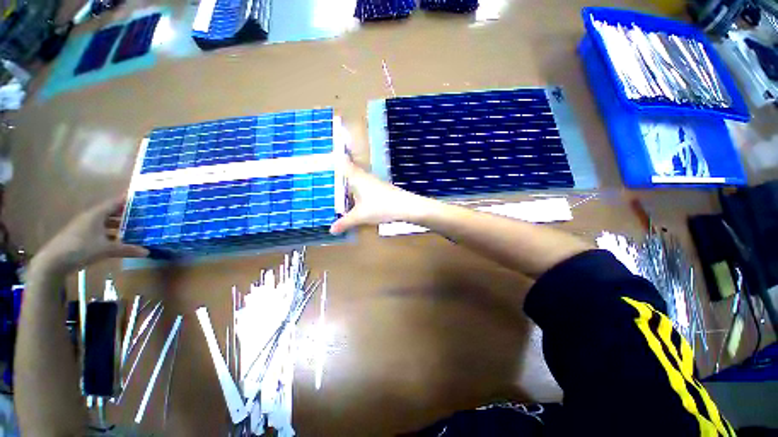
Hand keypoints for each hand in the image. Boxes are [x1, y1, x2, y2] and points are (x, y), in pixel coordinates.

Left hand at [32, 197, 148, 274]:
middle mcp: (91, 217)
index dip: (129, 200)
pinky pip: (100, 230)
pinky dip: (111, 233)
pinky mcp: (82, 235)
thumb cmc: (80, 249)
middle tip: (144, 216)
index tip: (143, 199)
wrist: (53, 261)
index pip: (116, 202)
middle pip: (112, 212)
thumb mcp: (106, 250)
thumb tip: (147, 252)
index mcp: (97, 214)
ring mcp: (85, 226)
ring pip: (106, 222)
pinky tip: (118, 240)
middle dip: (127, 214)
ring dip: (119, 224)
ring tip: (135, 228)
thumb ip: (126, 249)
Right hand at [330, 162, 434, 233]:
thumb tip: (331, 230)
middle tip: (328, 179)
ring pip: (359, 180)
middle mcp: (365, 177)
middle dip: (341, 174)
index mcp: (357, 178)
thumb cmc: (380, 207)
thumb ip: (345, 222)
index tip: (328, 155)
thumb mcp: (360, 216)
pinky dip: (359, 191)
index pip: (344, 164)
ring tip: (340, 192)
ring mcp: (375, 182)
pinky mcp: (382, 188)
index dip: (336, 158)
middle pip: (351, 171)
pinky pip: (365, 187)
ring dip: (350, 185)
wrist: (406, 207)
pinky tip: (358, 200)